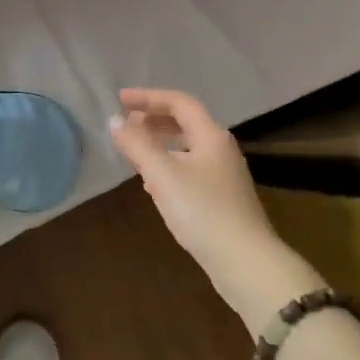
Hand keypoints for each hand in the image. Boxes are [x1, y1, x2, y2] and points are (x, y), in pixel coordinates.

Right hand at [109, 88, 291, 320]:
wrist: (244, 261)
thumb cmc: (202, 211)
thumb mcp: (163, 175)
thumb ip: (137, 145)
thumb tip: (114, 121)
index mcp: (211, 136)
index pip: (179, 103)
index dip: (148, 97)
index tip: (119, 99)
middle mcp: (221, 149)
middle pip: (186, 123)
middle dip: (154, 119)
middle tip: (126, 123)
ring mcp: (224, 175)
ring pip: (187, 147)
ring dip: (160, 142)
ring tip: (134, 149)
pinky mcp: (221, 198)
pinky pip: (190, 168)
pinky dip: (168, 165)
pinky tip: (154, 183)